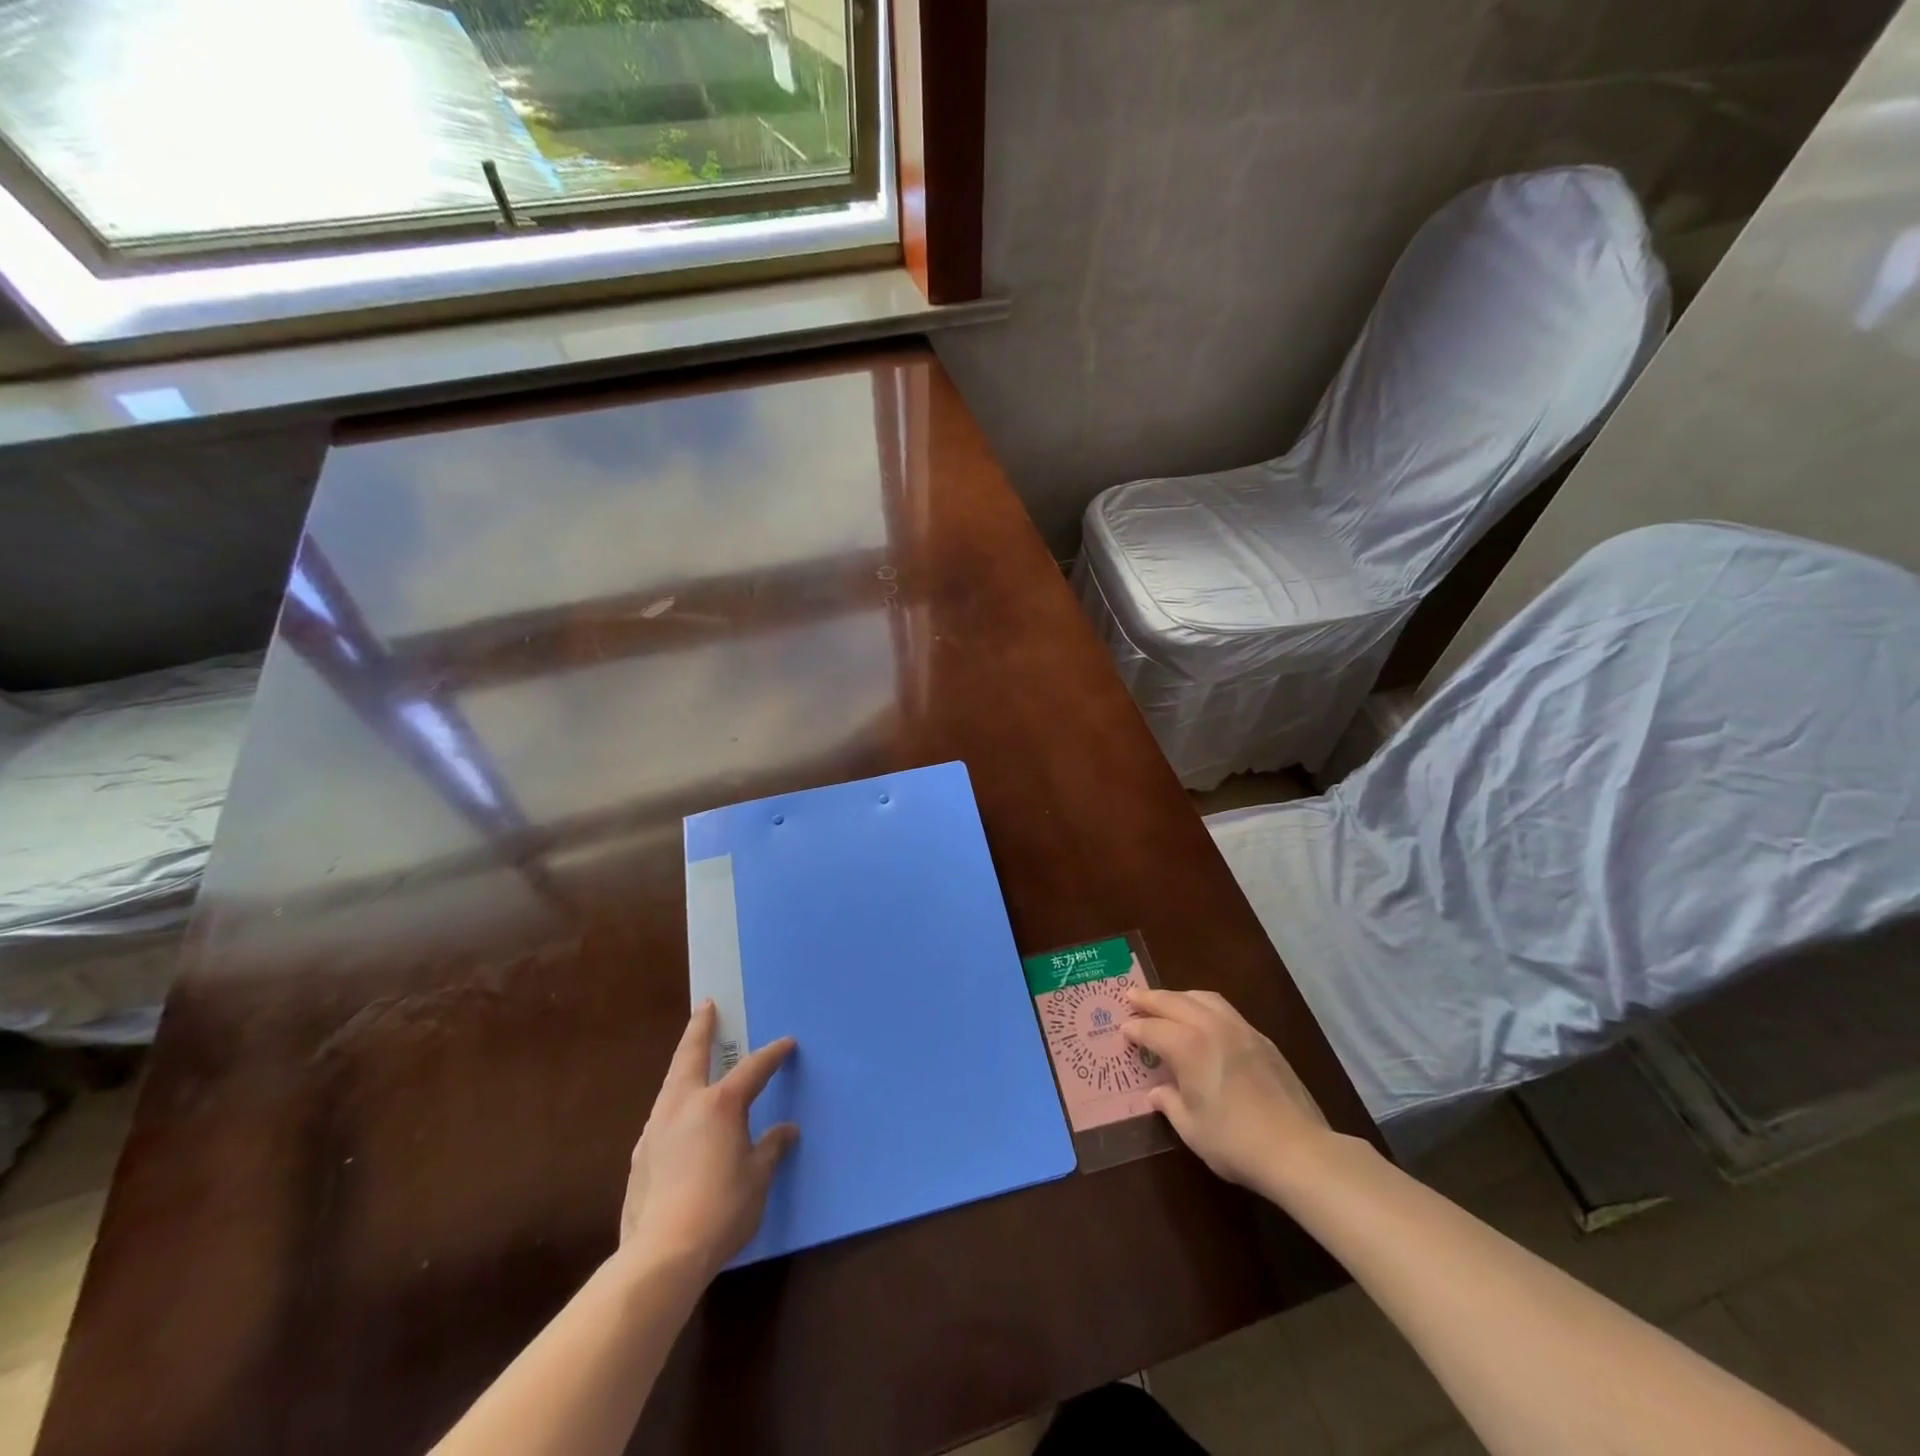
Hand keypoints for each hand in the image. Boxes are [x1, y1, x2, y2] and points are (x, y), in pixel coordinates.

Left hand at [618, 1001, 797, 1280]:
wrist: (662, 1256)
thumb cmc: (722, 1210)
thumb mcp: (758, 1179)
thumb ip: (771, 1149)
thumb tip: (786, 1131)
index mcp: (720, 1104)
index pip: (753, 1068)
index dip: (772, 1054)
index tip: (786, 1044)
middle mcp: (684, 1104)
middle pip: (691, 1054)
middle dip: (701, 1028)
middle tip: (706, 1007)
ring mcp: (656, 1127)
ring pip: (671, 1082)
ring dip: (684, 1065)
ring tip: (691, 1059)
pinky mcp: (640, 1155)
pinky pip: (662, 1115)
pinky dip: (675, 1104)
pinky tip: (679, 1120)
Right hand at [1122, 987, 1331, 1190]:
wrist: (1298, 1150)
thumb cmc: (1235, 1142)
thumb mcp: (1192, 1129)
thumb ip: (1170, 1104)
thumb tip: (1158, 1092)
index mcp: (1188, 1046)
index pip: (1153, 1030)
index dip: (1135, 1030)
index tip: (1123, 1031)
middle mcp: (1212, 1027)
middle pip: (1175, 1002)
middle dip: (1151, 998)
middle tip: (1132, 996)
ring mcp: (1241, 1029)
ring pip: (1204, 998)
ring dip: (1180, 996)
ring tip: (1168, 1001)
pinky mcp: (1263, 1040)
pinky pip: (1226, 1010)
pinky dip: (1206, 1007)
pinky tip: (1206, 1020)